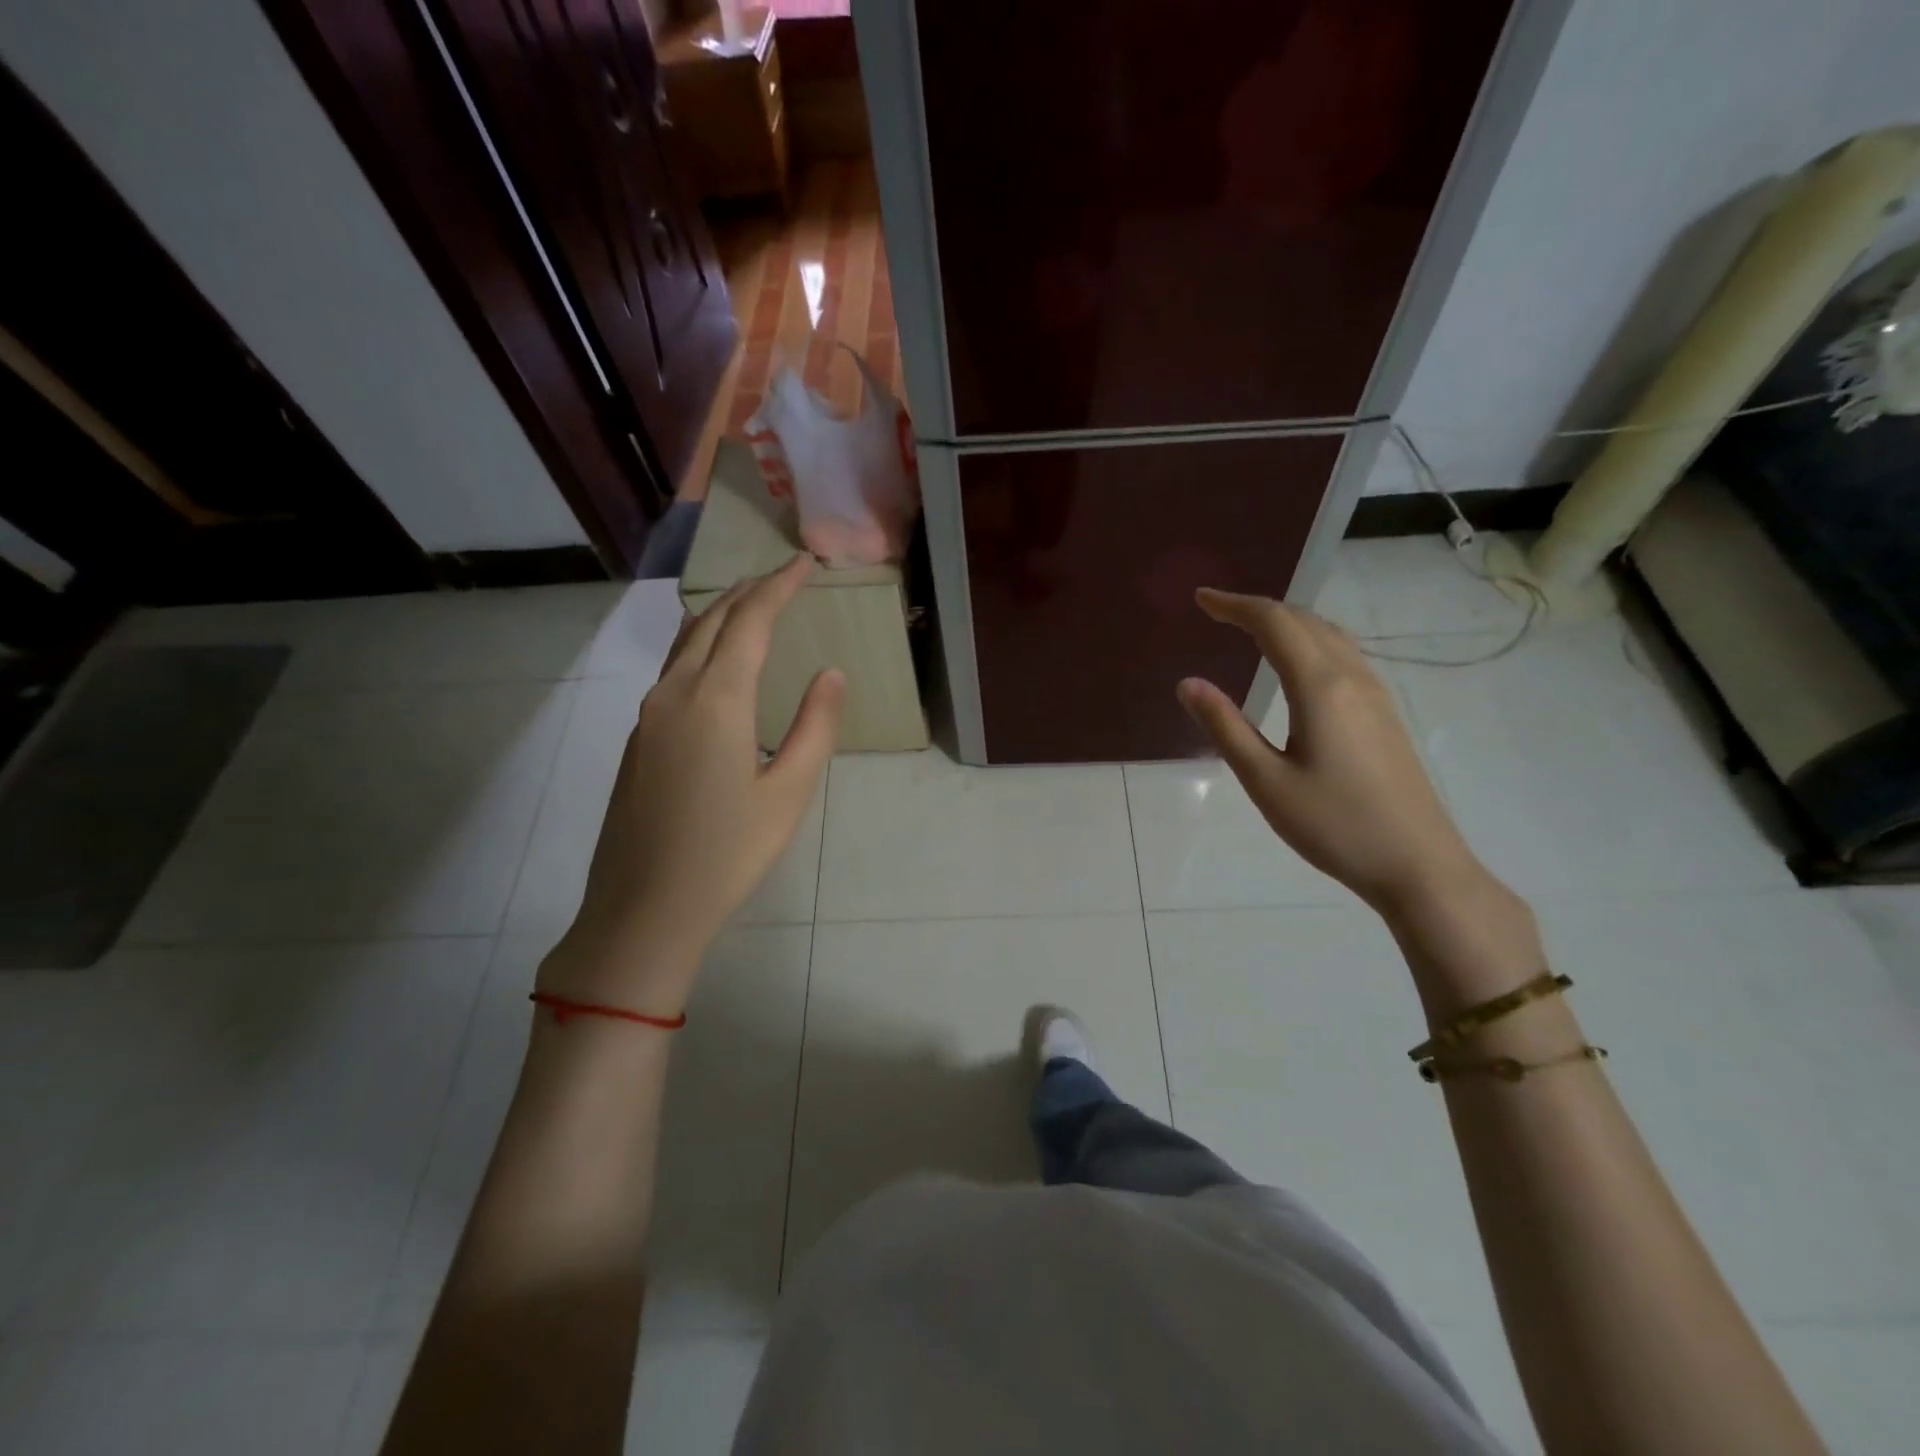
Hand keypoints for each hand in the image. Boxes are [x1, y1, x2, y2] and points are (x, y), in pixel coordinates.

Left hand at [542, 556, 843, 1011]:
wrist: (643, 908)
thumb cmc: (728, 853)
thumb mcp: (789, 793)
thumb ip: (815, 727)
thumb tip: (831, 673)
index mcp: (716, 700)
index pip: (751, 622)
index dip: (779, 587)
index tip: (804, 563)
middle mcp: (674, 693)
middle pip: (713, 622)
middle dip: (749, 592)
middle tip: (782, 576)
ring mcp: (647, 716)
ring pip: (685, 643)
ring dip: (720, 615)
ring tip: (749, 603)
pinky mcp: (637, 740)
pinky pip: (670, 670)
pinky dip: (700, 645)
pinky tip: (712, 658)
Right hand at [1176, 588, 1486, 914]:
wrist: (1418, 864)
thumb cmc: (1334, 825)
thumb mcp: (1265, 781)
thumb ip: (1226, 727)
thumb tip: (1188, 683)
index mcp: (1320, 687)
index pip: (1274, 623)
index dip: (1234, 605)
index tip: (1201, 600)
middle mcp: (1352, 677)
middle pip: (1303, 620)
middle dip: (1258, 608)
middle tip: (1217, 612)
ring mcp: (1375, 693)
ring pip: (1328, 634)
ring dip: (1287, 621)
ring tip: (1251, 629)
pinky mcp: (1384, 713)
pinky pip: (1343, 654)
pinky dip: (1309, 641)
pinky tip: (1297, 664)